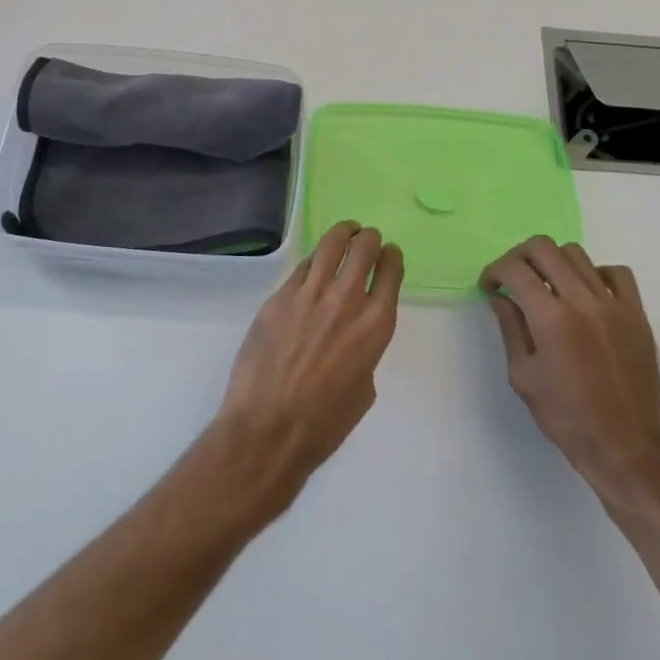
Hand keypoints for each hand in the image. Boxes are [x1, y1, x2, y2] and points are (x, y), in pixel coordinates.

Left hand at [210, 222, 402, 516]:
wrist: (268, 429)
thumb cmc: (324, 423)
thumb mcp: (364, 388)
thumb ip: (365, 350)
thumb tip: (351, 334)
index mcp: (375, 325)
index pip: (390, 271)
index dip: (392, 257)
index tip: (389, 254)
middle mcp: (346, 300)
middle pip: (363, 248)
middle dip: (369, 239)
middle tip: (367, 239)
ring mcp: (309, 294)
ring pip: (330, 245)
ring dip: (342, 233)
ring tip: (346, 231)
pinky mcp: (279, 297)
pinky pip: (301, 268)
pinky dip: (313, 261)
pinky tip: (314, 264)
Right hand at [481, 237, 659, 517]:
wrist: (625, 448)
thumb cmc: (566, 418)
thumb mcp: (523, 376)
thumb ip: (511, 328)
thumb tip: (500, 296)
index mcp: (551, 318)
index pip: (515, 269)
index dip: (494, 271)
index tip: (489, 286)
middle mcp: (583, 300)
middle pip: (544, 248)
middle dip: (519, 256)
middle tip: (512, 278)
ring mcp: (614, 304)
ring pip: (577, 254)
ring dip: (553, 263)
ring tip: (547, 286)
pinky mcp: (637, 314)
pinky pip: (616, 274)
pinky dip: (595, 274)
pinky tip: (586, 294)